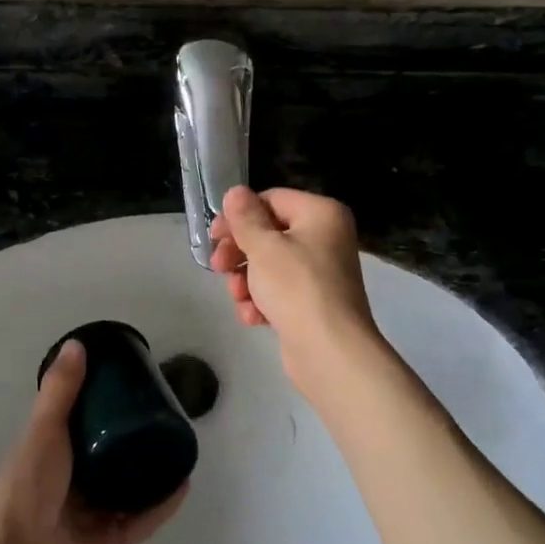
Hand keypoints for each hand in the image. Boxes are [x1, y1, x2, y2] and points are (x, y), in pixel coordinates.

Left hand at [0, 340, 186, 543]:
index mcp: (48, 457)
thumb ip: (60, 392)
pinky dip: (163, 504)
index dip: (100, 406)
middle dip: (130, 438)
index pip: (77, 426)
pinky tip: (184, 482)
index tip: (127, 385)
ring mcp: (92, 516)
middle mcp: (70, 485)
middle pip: (106, 456)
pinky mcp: (112, 543)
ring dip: (150, 470)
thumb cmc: (27, 488)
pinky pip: (143, 519)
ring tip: (177, 444)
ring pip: (127, 488)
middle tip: (160, 412)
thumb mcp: (42, 431)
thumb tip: (78, 344)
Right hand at [209, 186, 380, 390]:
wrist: (330, 351)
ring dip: (246, 281)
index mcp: (321, 214)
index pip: (271, 200)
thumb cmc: (296, 288)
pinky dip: (262, 301)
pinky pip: (279, 291)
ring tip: (240, 298)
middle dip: (239, 253)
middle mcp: (325, 238)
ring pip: (269, 265)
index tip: (214, 236)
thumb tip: (235, 192)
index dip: (239, 216)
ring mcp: (320, 272)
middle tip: (218, 267)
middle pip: (268, 234)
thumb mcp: (264, 247)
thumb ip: (245, 217)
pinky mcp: (312, 302)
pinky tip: (253, 317)